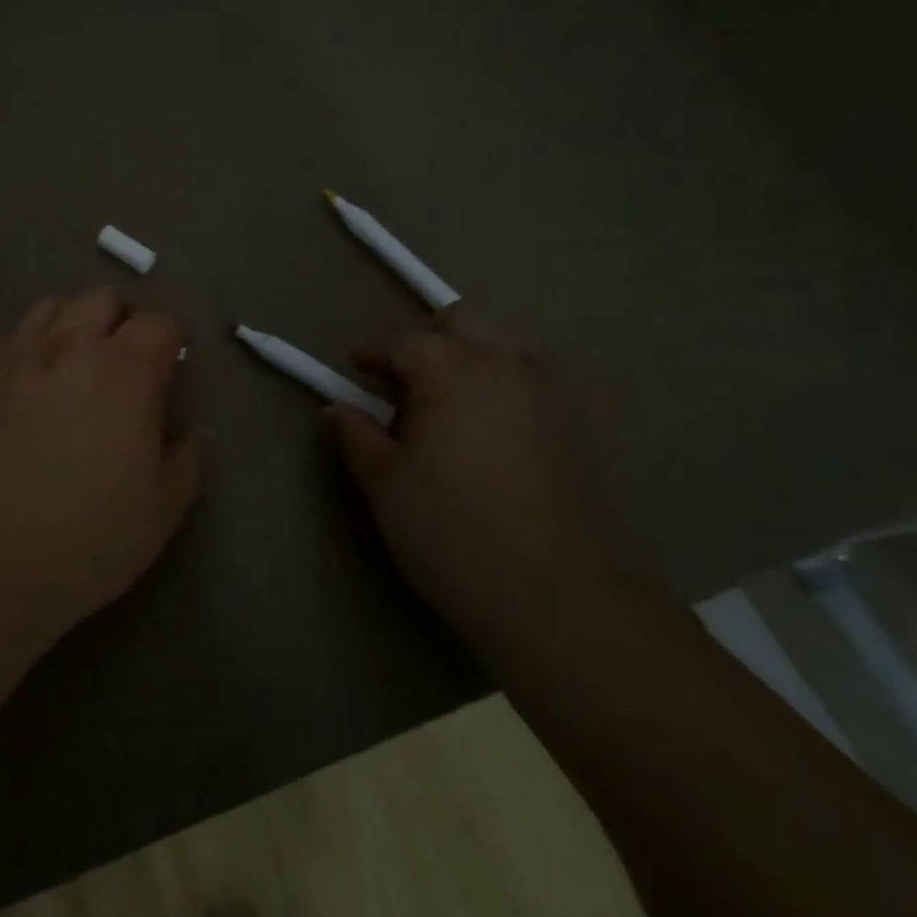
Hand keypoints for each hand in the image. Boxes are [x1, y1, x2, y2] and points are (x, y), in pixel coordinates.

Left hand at [0, 288, 204, 640]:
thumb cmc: (85, 542)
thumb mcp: (161, 512)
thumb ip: (186, 461)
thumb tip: (194, 432)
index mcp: (125, 373)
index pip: (160, 323)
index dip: (174, 341)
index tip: (173, 371)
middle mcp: (70, 350)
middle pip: (103, 298)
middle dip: (124, 321)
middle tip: (129, 366)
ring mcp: (18, 362)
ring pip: (52, 306)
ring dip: (76, 322)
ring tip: (81, 363)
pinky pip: (12, 337)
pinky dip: (32, 342)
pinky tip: (35, 379)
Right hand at [323, 305, 626, 627]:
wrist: (559, 595)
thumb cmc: (451, 530)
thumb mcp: (384, 484)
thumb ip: (357, 436)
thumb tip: (338, 409)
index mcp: (452, 371)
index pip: (404, 341)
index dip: (373, 353)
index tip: (355, 371)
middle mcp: (506, 366)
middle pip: (462, 321)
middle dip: (427, 340)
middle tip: (403, 385)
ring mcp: (550, 393)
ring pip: (503, 346)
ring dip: (469, 358)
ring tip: (448, 409)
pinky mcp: (578, 426)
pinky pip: (531, 381)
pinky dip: (502, 386)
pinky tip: (490, 434)